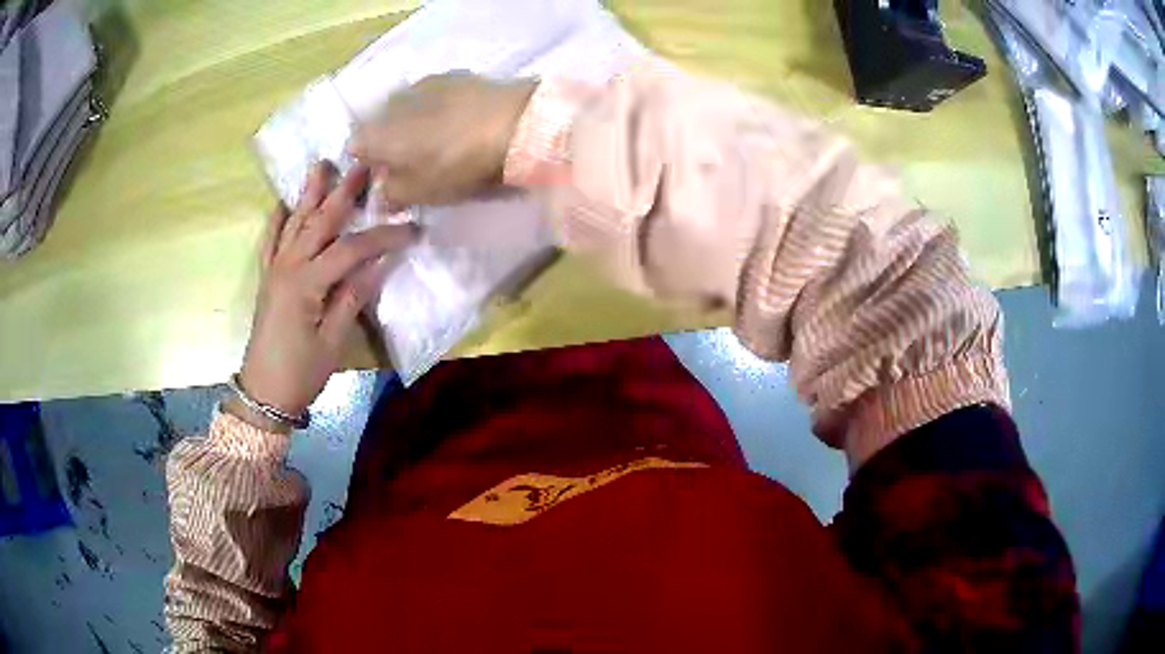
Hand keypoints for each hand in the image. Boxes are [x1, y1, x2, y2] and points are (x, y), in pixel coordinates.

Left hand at [230, 162, 415, 432]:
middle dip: (343, 193)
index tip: (412, 227)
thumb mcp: (333, 340)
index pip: (350, 249)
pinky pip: (270, 242)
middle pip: (319, 222)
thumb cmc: (301, 372)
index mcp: (307, 284)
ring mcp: (274, 270)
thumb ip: (352, 297)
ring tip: (322, 166)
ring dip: (309, 193)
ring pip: (294, 223)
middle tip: (363, 165)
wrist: (263, 392)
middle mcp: (288, 267)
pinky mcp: (267, 278)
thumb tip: (379, 263)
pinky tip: (283, 205)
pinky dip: (277, 220)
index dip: (382, 237)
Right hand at [349, 72, 535, 207]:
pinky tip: (456, 120)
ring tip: (437, 140)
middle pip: (378, 125)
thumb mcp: (419, 193)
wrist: (514, 122)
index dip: (368, 167)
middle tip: (413, 163)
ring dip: (411, 124)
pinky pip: (430, 97)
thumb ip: (391, 194)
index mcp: (375, 133)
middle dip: (388, 143)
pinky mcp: (451, 76)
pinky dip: (435, 109)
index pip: (355, 150)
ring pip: (403, 108)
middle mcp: (389, 103)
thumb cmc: (457, 164)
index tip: (388, 180)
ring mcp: (420, 84)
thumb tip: (382, 192)